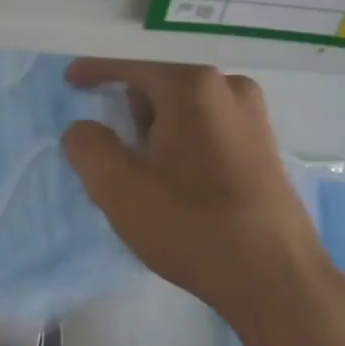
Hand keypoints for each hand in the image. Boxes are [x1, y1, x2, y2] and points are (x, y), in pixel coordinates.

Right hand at [61, 59, 344, 338]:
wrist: (274, 280)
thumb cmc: (189, 224)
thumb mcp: (116, 186)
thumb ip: (86, 145)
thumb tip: (85, 129)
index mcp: (192, 86)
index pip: (131, 66)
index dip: (95, 71)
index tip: (70, 80)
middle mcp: (229, 88)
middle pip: (159, 87)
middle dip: (130, 112)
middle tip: (113, 154)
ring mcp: (254, 118)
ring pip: (185, 111)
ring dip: (157, 133)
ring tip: (143, 177)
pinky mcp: (265, 149)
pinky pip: (208, 131)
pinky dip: (183, 146)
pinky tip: (176, 186)